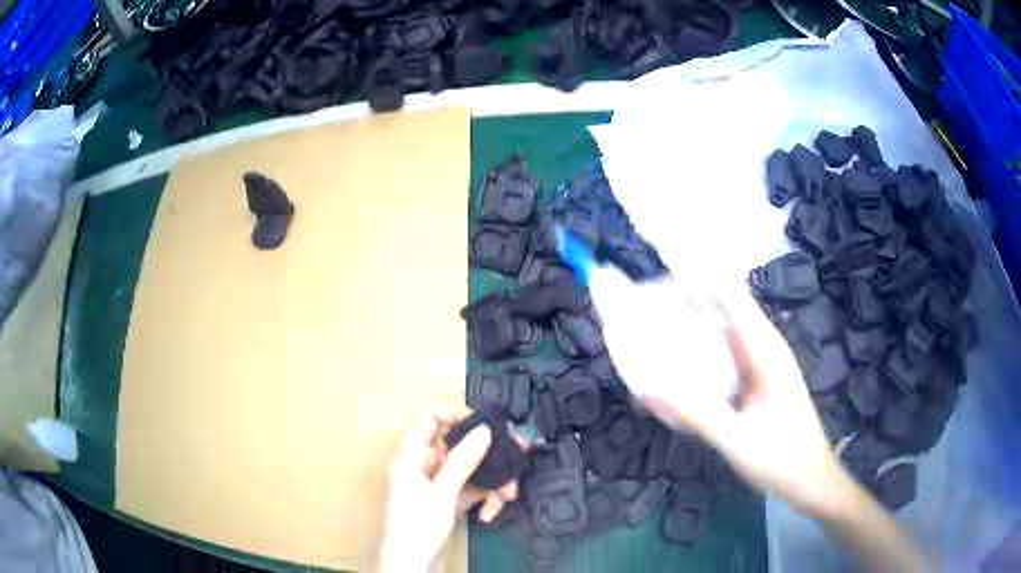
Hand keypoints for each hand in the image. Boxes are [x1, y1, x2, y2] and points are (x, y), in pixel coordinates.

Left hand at [379, 405, 521, 571]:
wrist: (413, 566)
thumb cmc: (418, 528)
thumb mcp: (442, 494)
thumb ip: (463, 461)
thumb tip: (485, 429)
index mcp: (413, 456)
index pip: (431, 418)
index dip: (456, 414)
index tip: (486, 424)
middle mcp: (426, 465)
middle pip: (459, 445)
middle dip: (489, 454)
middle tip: (519, 454)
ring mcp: (439, 484)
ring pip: (472, 469)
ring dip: (492, 481)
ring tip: (508, 497)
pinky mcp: (450, 500)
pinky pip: (472, 489)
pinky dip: (485, 498)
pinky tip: (490, 513)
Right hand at [590, 268, 840, 515]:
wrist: (811, 479)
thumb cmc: (783, 459)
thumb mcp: (738, 440)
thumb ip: (697, 413)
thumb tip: (648, 388)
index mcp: (766, 349)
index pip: (728, 294)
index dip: (692, 283)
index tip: (653, 293)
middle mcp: (762, 347)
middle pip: (720, 305)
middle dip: (681, 303)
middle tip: (641, 318)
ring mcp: (758, 363)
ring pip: (718, 330)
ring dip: (685, 330)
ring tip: (648, 343)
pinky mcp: (753, 380)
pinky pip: (720, 356)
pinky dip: (694, 357)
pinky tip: (672, 379)